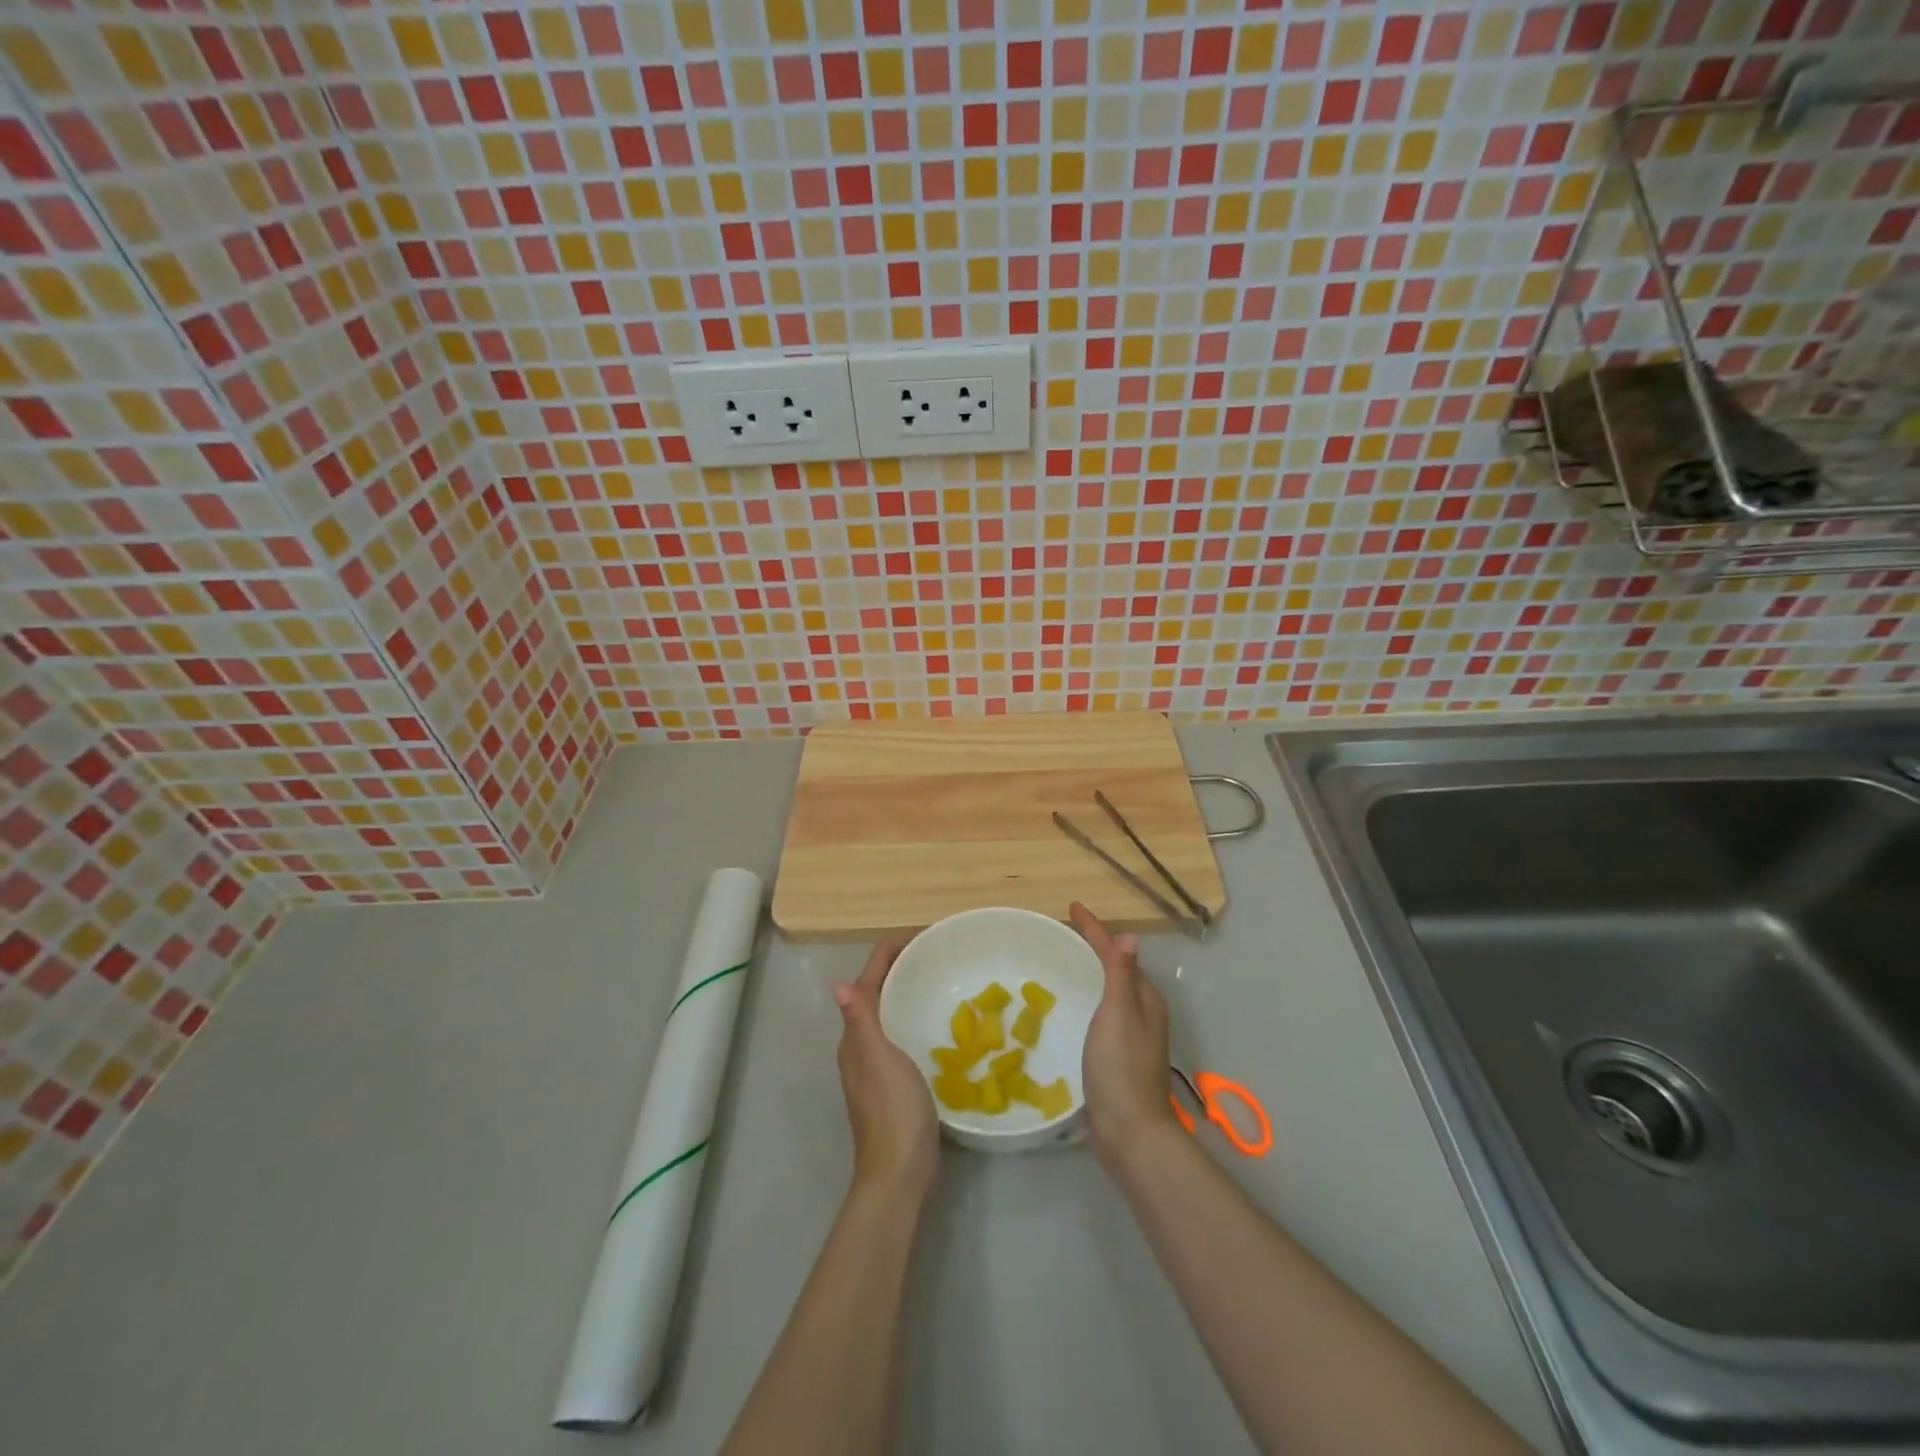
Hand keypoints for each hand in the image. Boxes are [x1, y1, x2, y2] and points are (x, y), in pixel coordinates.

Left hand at [833, 939, 938, 1197]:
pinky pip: (901, 1035)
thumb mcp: (878, 1059)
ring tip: (937, 977)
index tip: (920, 934)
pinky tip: (936, 1023)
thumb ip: (862, 1021)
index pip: (869, 981)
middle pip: (877, 993)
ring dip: (906, 991)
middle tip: (934, 952)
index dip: (889, 953)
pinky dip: (914, 1017)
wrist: (899, 1171)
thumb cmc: (893, 1109)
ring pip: (888, 1014)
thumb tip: (839, 985)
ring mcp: (876, 1066)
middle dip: (899, 967)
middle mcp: (861, 1046)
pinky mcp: (893, 1082)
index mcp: (856, 1036)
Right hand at [1071, 902, 1178, 1168]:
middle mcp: (1142, 1012)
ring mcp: (1132, 1036)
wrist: (1130, 1131)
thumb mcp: (1118, 1013)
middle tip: (1066, 932)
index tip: (1073, 907)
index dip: (1095, 930)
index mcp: (1144, 998)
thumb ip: (1121, 975)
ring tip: (1067, 962)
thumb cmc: (1121, 1067)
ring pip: (1111, 992)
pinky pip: (1102, 1013)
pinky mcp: (1118, 1056)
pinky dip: (1089, 998)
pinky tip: (1072, 1007)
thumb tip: (1130, 936)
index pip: (1116, 953)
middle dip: (1095, 948)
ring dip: (1092, 973)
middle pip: (1117, 969)